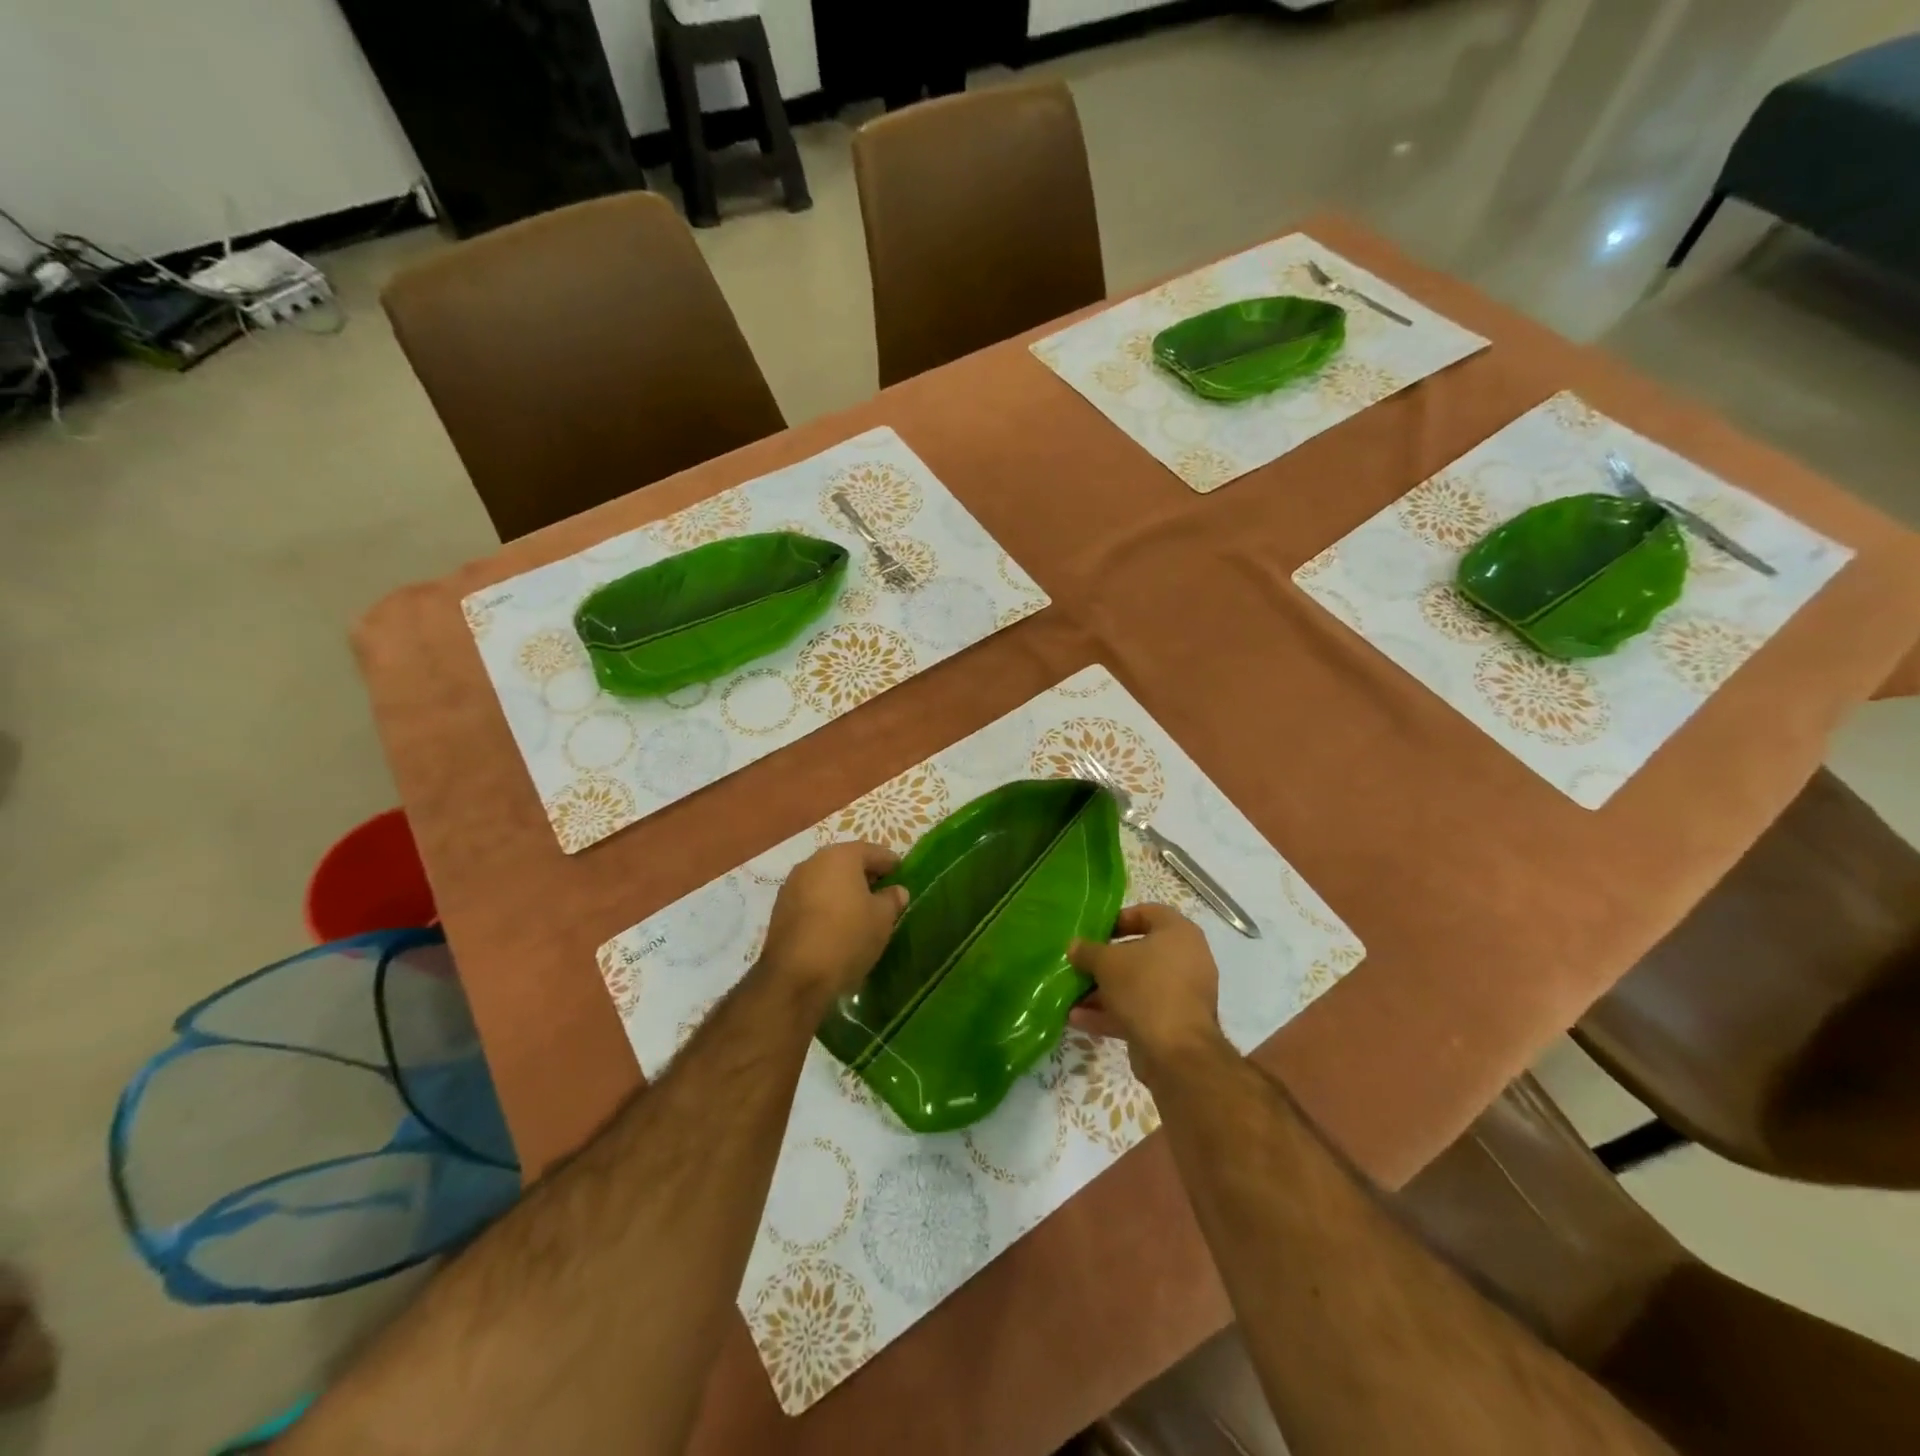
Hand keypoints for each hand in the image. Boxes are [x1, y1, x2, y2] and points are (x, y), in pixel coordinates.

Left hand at [760, 842, 908, 1005]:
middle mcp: (813, 862)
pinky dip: (826, 904)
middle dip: (865, 874)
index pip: (872, 851)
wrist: (795, 977)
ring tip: (860, 910)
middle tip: (883, 892)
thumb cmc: (847, 937)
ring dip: (843, 889)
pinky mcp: (780, 909)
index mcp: (840, 856)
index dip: (890, 862)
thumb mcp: (882, 919)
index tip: (901, 874)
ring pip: (826, 879)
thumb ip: (892, 899)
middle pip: (846, 862)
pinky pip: (811, 898)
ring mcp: (792, 885)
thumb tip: (896, 891)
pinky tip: (836, 923)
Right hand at [1068, 904, 1223, 1067]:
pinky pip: (1140, 1010)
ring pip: (1137, 985)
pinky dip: (1112, 1013)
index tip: (1096, 931)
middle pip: (1140, 952)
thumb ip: (1087, 951)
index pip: (1148, 912)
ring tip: (1072, 995)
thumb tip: (1074, 946)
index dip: (1120, 918)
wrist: (1176, 1051)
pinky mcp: (1174, 1023)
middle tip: (1081, 963)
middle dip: (1106, 961)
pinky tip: (1079, 1019)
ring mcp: (1181, 994)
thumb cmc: (1144, 988)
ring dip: (1104, 990)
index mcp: (1179, 933)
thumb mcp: (1106, 962)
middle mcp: (1186, 959)